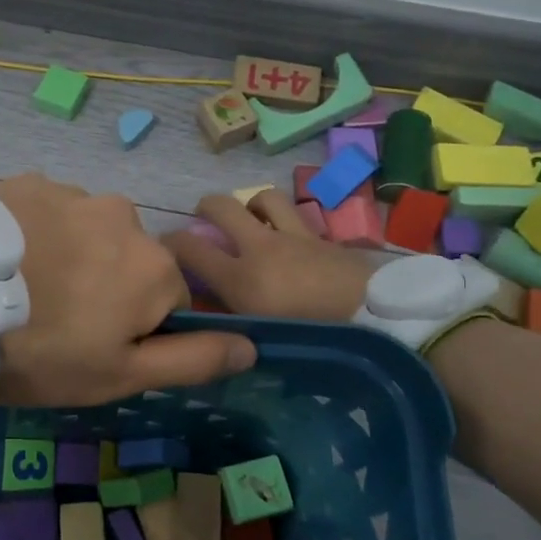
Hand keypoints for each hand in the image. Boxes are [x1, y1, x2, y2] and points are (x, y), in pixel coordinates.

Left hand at [0, 175, 257, 405]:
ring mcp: (71, 192)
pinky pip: (44, 211)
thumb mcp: (120, 374)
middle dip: (104, 287)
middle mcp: (124, 215)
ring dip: (68, 255)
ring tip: (20, 288)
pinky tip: (0, 258)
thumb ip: (192, 358)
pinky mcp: (24, 181)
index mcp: (155, 266)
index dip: (133, 331)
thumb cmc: (42, 352)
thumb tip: (252, 343)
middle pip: (127, 261)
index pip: (168, 302)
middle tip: (51, 319)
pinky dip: (33, 232)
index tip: (90, 348)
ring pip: (86, 232)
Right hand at [161, 190, 380, 320]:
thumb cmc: (312, 341)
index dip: (168, 243)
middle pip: (221, 205)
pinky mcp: (322, 237)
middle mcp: (260, 247)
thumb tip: (205, 314)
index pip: (187, 247)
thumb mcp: (259, 339)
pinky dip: (285, 221)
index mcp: (239, 278)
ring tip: (251, 219)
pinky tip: (289, 239)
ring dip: (251, 205)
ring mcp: (294, 236)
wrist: (376, 322)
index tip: (164, 248)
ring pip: (263, 198)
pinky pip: (296, 216)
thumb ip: (229, 322)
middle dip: (205, 208)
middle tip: (204, 220)